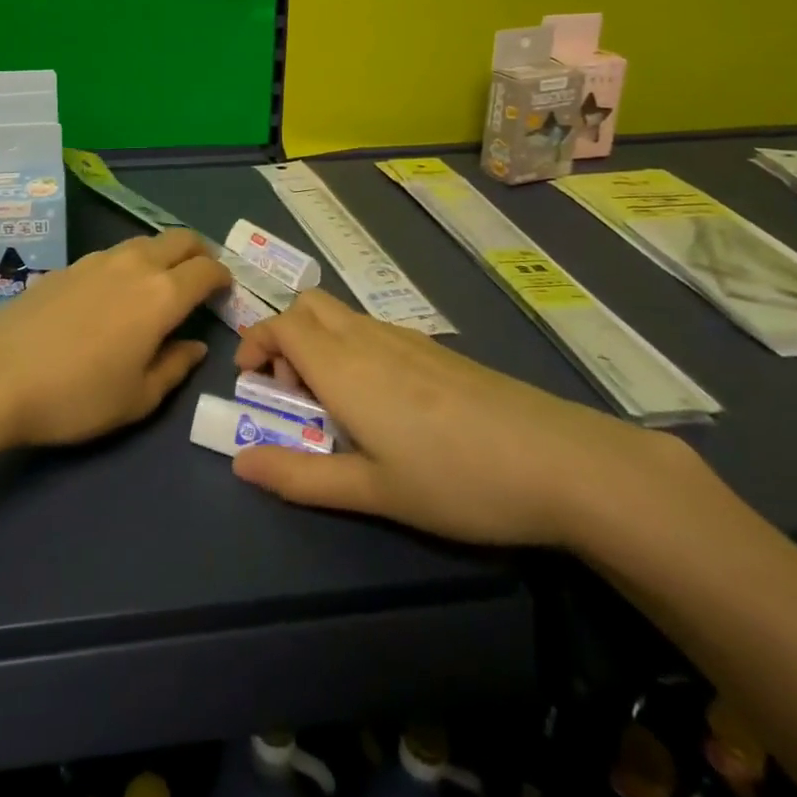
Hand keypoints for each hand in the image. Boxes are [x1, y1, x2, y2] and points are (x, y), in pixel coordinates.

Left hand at [0, 228, 230, 446]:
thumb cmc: (77, 395)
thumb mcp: (137, 398)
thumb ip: (175, 367)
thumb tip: (195, 346)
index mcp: (162, 295)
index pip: (207, 270)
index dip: (223, 278)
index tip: (225, 293)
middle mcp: (136, 264)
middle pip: (180, 239)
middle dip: (199, 254)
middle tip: (200, 280)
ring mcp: (99, 259)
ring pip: (146, 242)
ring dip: (163, 255)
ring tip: (159, 285)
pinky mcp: (70, 264)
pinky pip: (115, 253)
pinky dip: (131, 263)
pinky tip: (115, 293)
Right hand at [230, 290, 692, 546]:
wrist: (556, 460)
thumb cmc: (455, 480)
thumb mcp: (372, 491)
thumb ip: (300, 475)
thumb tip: (240, 463)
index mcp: (343, 365)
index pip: (281, 324)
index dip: (255, 343)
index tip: (252, 382)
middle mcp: (367, 338)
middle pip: (309, 306)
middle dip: (285, 337)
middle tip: (294, 392)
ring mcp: (405, 338)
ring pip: (342, 316)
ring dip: (319, 344)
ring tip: (338, 407)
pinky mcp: (434, 349)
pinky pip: (373, 330)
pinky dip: (353, 349)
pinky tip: (386, 405)